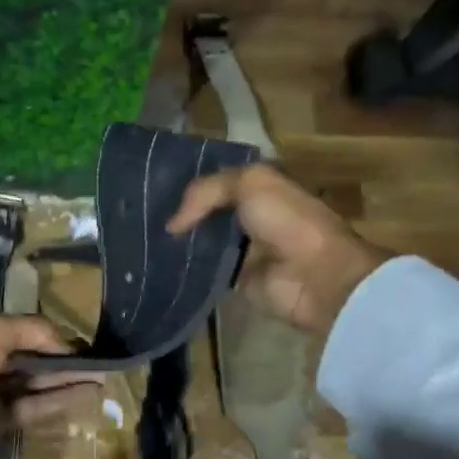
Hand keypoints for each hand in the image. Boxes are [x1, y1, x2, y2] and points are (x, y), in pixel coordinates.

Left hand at [0, 314, 99, 458]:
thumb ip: (32, 330)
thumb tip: (66, 345)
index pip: (24, 330)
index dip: (54, 335)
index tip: (85, 342)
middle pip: (33, 356)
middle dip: (66, 358)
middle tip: (102, 361)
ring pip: (38, 382)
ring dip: (69, 379)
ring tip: (104, 377)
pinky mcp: (0, 421)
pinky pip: (36, 406)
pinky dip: (61, 399)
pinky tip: (88, 395)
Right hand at [167, 162, 390, 334]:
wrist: (314, 275)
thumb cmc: (288, 221)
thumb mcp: (250, 184)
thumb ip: (207, 192)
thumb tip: (172, 225)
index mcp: (262, 186)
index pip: (220, 179)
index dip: (192, 182)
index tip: (156, 186)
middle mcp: (253, 214)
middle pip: (209, 210)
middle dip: (183, 212)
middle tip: (145, 215)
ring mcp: (246, 248)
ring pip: (204, 240)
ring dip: (182, 242)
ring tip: (146, 240)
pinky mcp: (238, 278)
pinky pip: (206, 270)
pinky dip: (188, 269)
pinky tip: (163, 264)